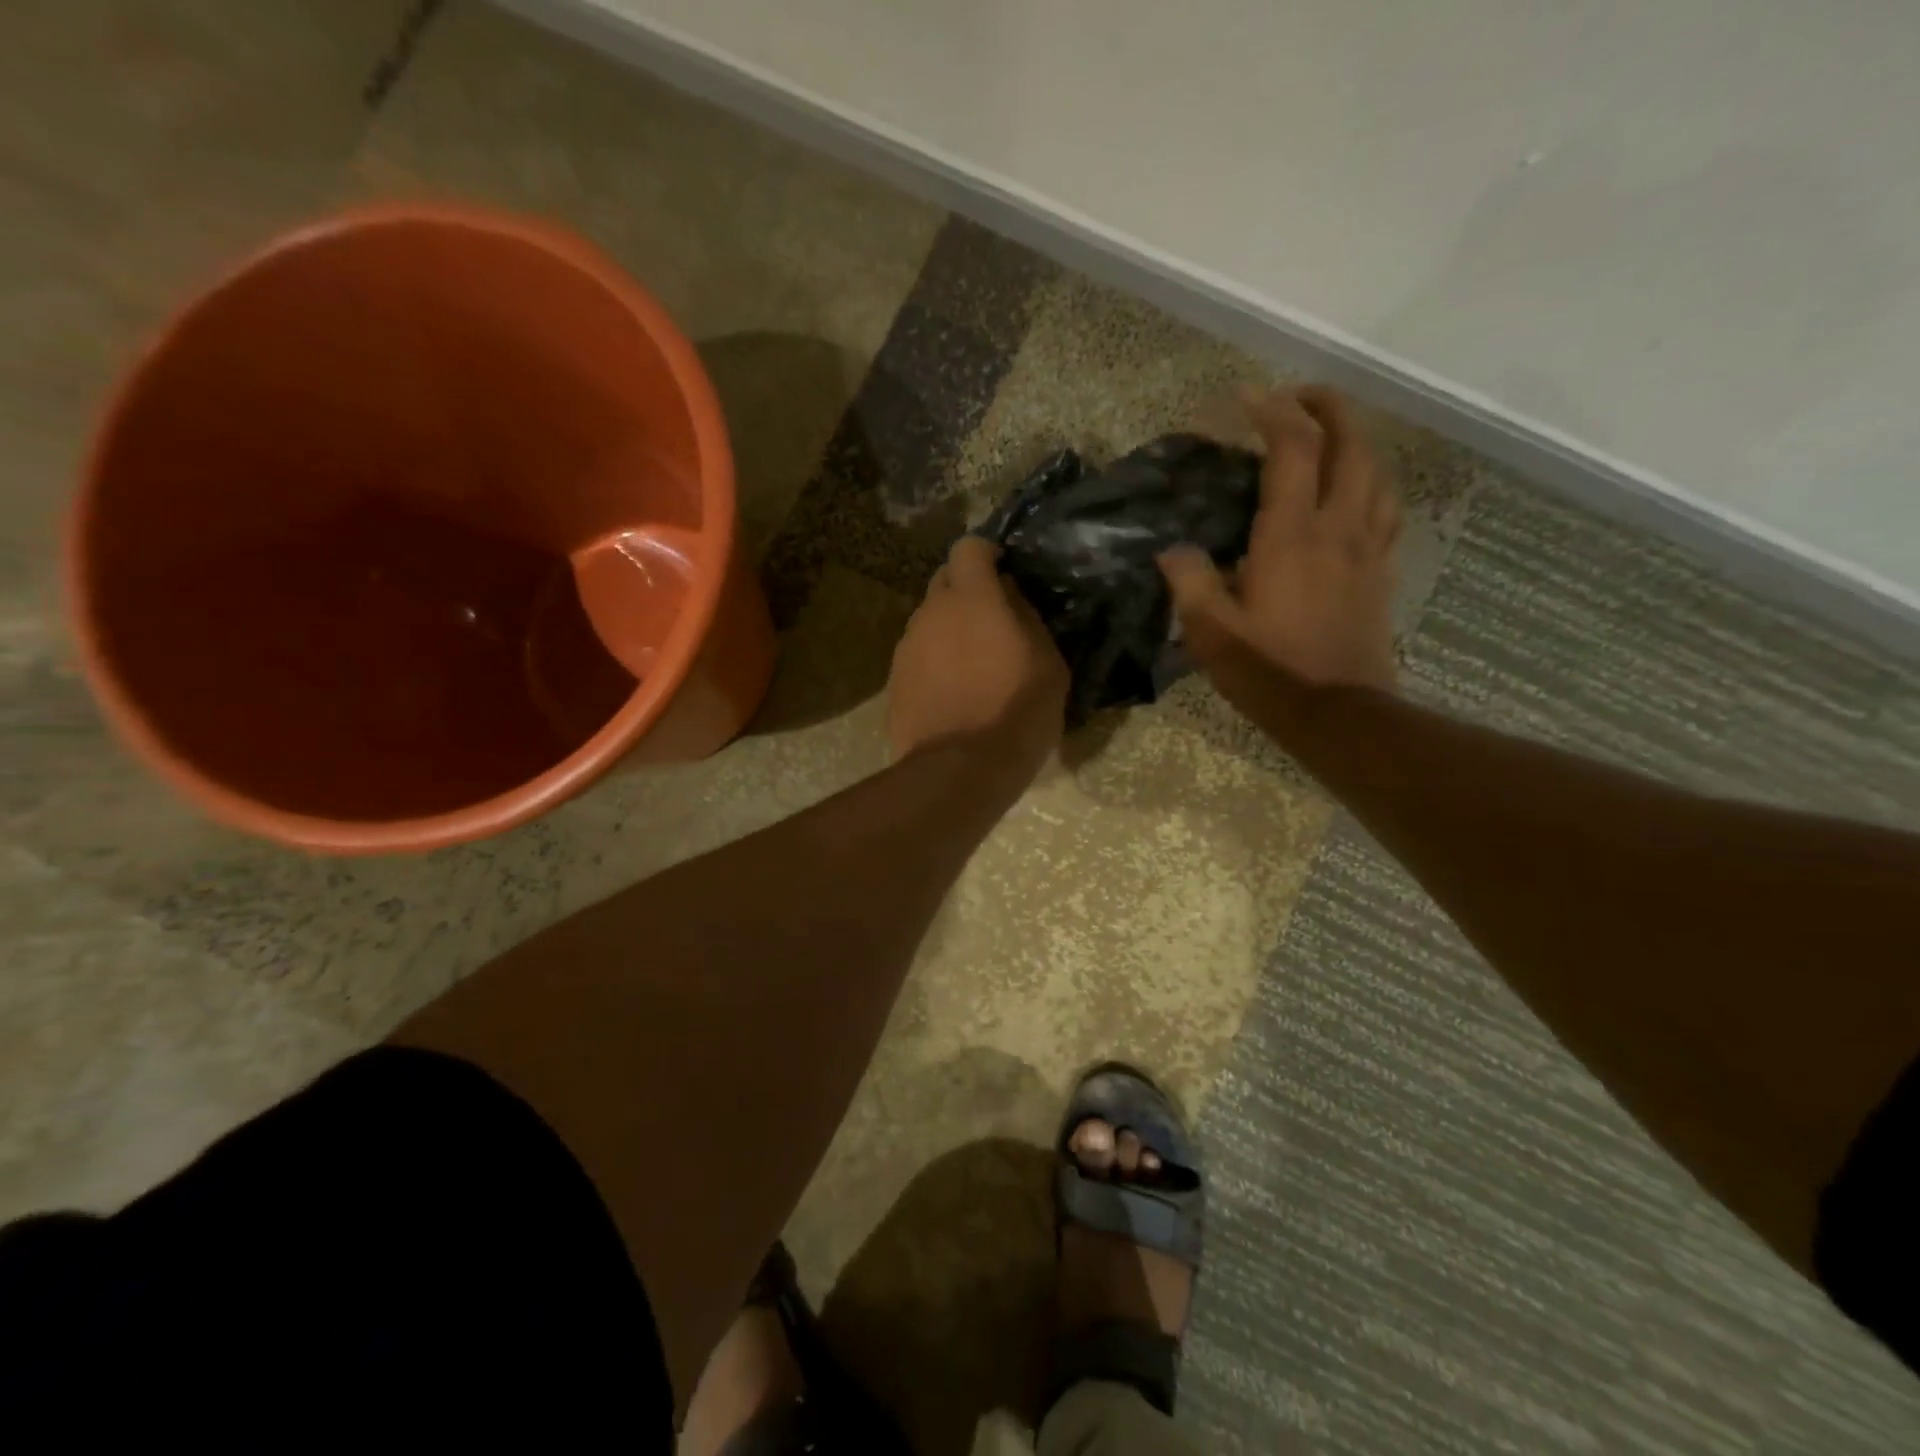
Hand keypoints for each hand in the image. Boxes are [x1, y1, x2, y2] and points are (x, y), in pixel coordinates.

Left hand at [887, 536, 1068, 777]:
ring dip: (947, 630)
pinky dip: (933, 663)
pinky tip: (951, 693)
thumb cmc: (1017, 712)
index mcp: (972, 599)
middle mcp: (931, 614)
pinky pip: (916, 658)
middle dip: (965, 591)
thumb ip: (1028, 619)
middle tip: (990, 621)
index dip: (986, 554)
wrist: (960, 770)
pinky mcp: (893, 682)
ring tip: (970, 665)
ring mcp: (906, 648)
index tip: (1002, 571)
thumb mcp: (1048, 664)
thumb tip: (1011, 598)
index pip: (968, 548)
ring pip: (927, 622)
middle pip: (943, 582)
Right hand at [1160, 386, 1399, 693]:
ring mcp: (1368, 549)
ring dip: (1355, 441)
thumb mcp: (1211, 632)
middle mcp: (1338, 527)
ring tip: (1328, 439)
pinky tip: (1357, 494)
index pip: (1293, 450)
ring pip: (1377, 471)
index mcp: (1292, 535)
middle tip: (1296, 398)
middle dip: (1327, 407)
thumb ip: (1190, 582)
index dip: (1273, 412)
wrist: (1338, 713)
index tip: (1246, 397)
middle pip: (1351, 444)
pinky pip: (1387, 510)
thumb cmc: (1270, 671)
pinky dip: (1372, 484)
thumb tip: (1173, 550)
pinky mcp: (1381, 572)